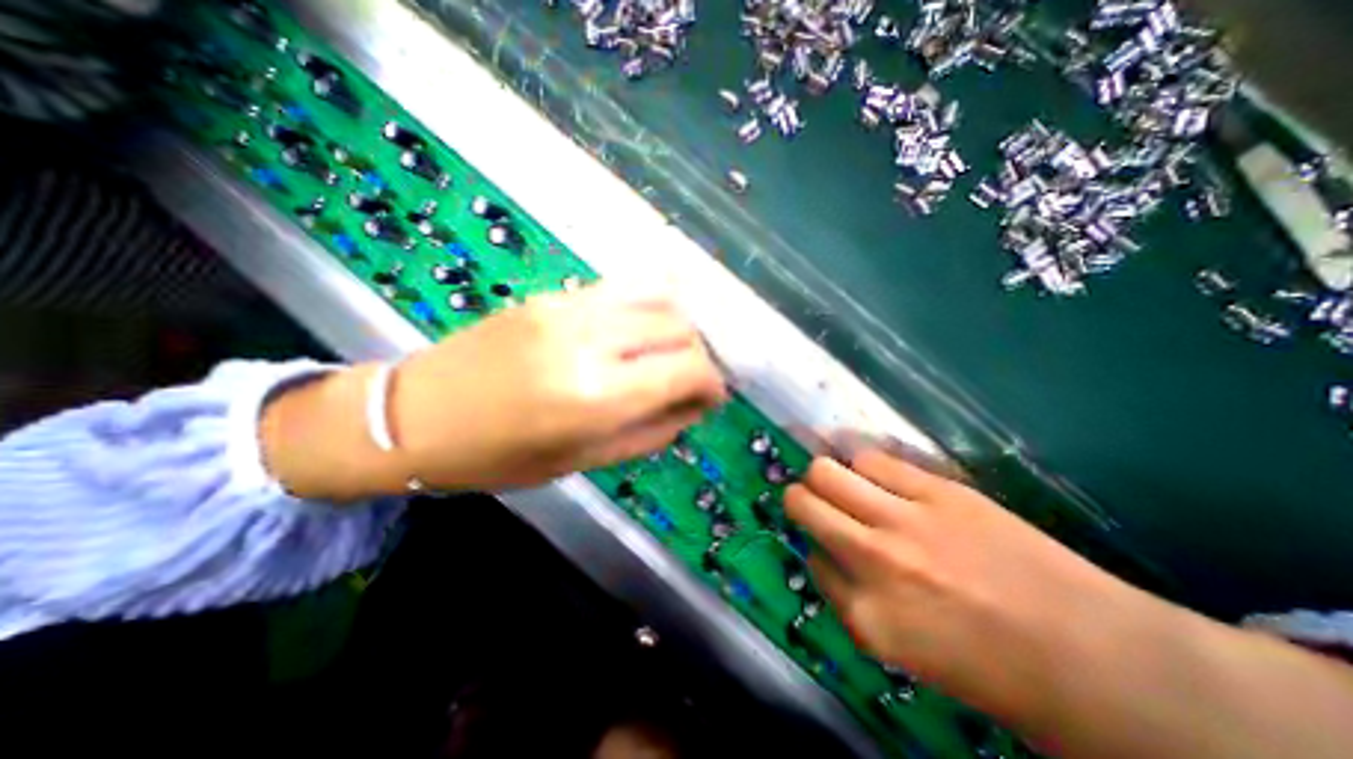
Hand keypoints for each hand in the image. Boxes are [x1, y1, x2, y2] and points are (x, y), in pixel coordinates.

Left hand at [263, 281, 728, 500]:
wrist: (418, 415)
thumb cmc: (502, 456)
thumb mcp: (587, 460)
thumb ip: (652, 431)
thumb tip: (695, 406)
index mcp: (598, 396)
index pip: (688, 370)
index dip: (713, 383)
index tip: (713, 397)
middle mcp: (591, 341)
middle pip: (679, 328)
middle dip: (699, 355)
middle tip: (691, 379)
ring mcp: (570, 307)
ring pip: (658, 298)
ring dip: (678, 327)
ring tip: (671, 352)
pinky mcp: (554, 294)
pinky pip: (622, 289)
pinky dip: (648, 307)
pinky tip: (643, 329)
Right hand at [783, 450, 1139, 722]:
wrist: (1094, 656)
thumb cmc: (990, 665)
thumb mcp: (900, 649)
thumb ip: (850, 598)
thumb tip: (824, 553)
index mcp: (865, 615)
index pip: (810, 559)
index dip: (816, 550)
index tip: (829, 549)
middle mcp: (873, 560)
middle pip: (802, 503)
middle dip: (798, 499)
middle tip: (812, 500)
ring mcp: (905, 521)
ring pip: (826, 471)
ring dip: (824, 476)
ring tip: (840, 481)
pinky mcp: (937, 491)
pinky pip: (872, 459)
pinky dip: (861, 462)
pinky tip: (871, 470)